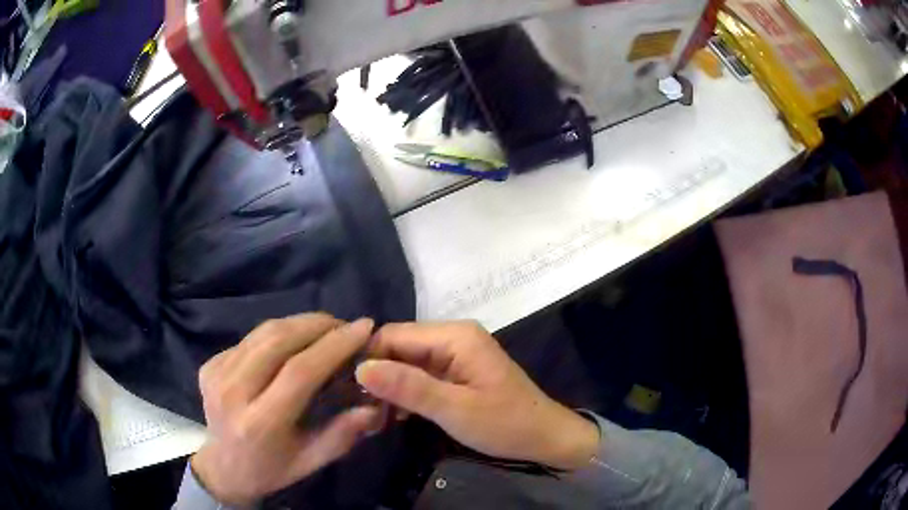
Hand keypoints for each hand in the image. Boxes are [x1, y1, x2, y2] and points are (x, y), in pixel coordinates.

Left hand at [191, 314, 380, 505]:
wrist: (223, 467)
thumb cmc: (272, 469)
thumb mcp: (312, 461)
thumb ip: (342, 434)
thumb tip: (373, 405)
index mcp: (260, 423)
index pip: (299, 372)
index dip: (334, 345)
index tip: (363, 328)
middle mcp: (232, 392)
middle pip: (278, 341)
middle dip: (318, 325)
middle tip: (345, 325)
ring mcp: (216, 374)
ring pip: (263, 332)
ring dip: (299, 323)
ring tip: (325, 327)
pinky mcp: (209, 364)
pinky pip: (250, 339)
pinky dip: (277, 333)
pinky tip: (293, 343)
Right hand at [355, 321, 598, 470]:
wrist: (544, 438)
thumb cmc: (505, 424)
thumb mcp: (455, 410)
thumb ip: (408, 387)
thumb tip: (360, 368)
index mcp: (454, 336)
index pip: (393, 334)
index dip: (368, 359)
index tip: (347, 390)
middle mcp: (452, 337)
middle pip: (398, 347)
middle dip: (378, 376)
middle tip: (360, 410)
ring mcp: (455, 354)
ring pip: (406, 362)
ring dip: (389, 387)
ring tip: (373, 417)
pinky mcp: (456, 372)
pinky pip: (420, 375)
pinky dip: (405, 393)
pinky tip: (393, 416)